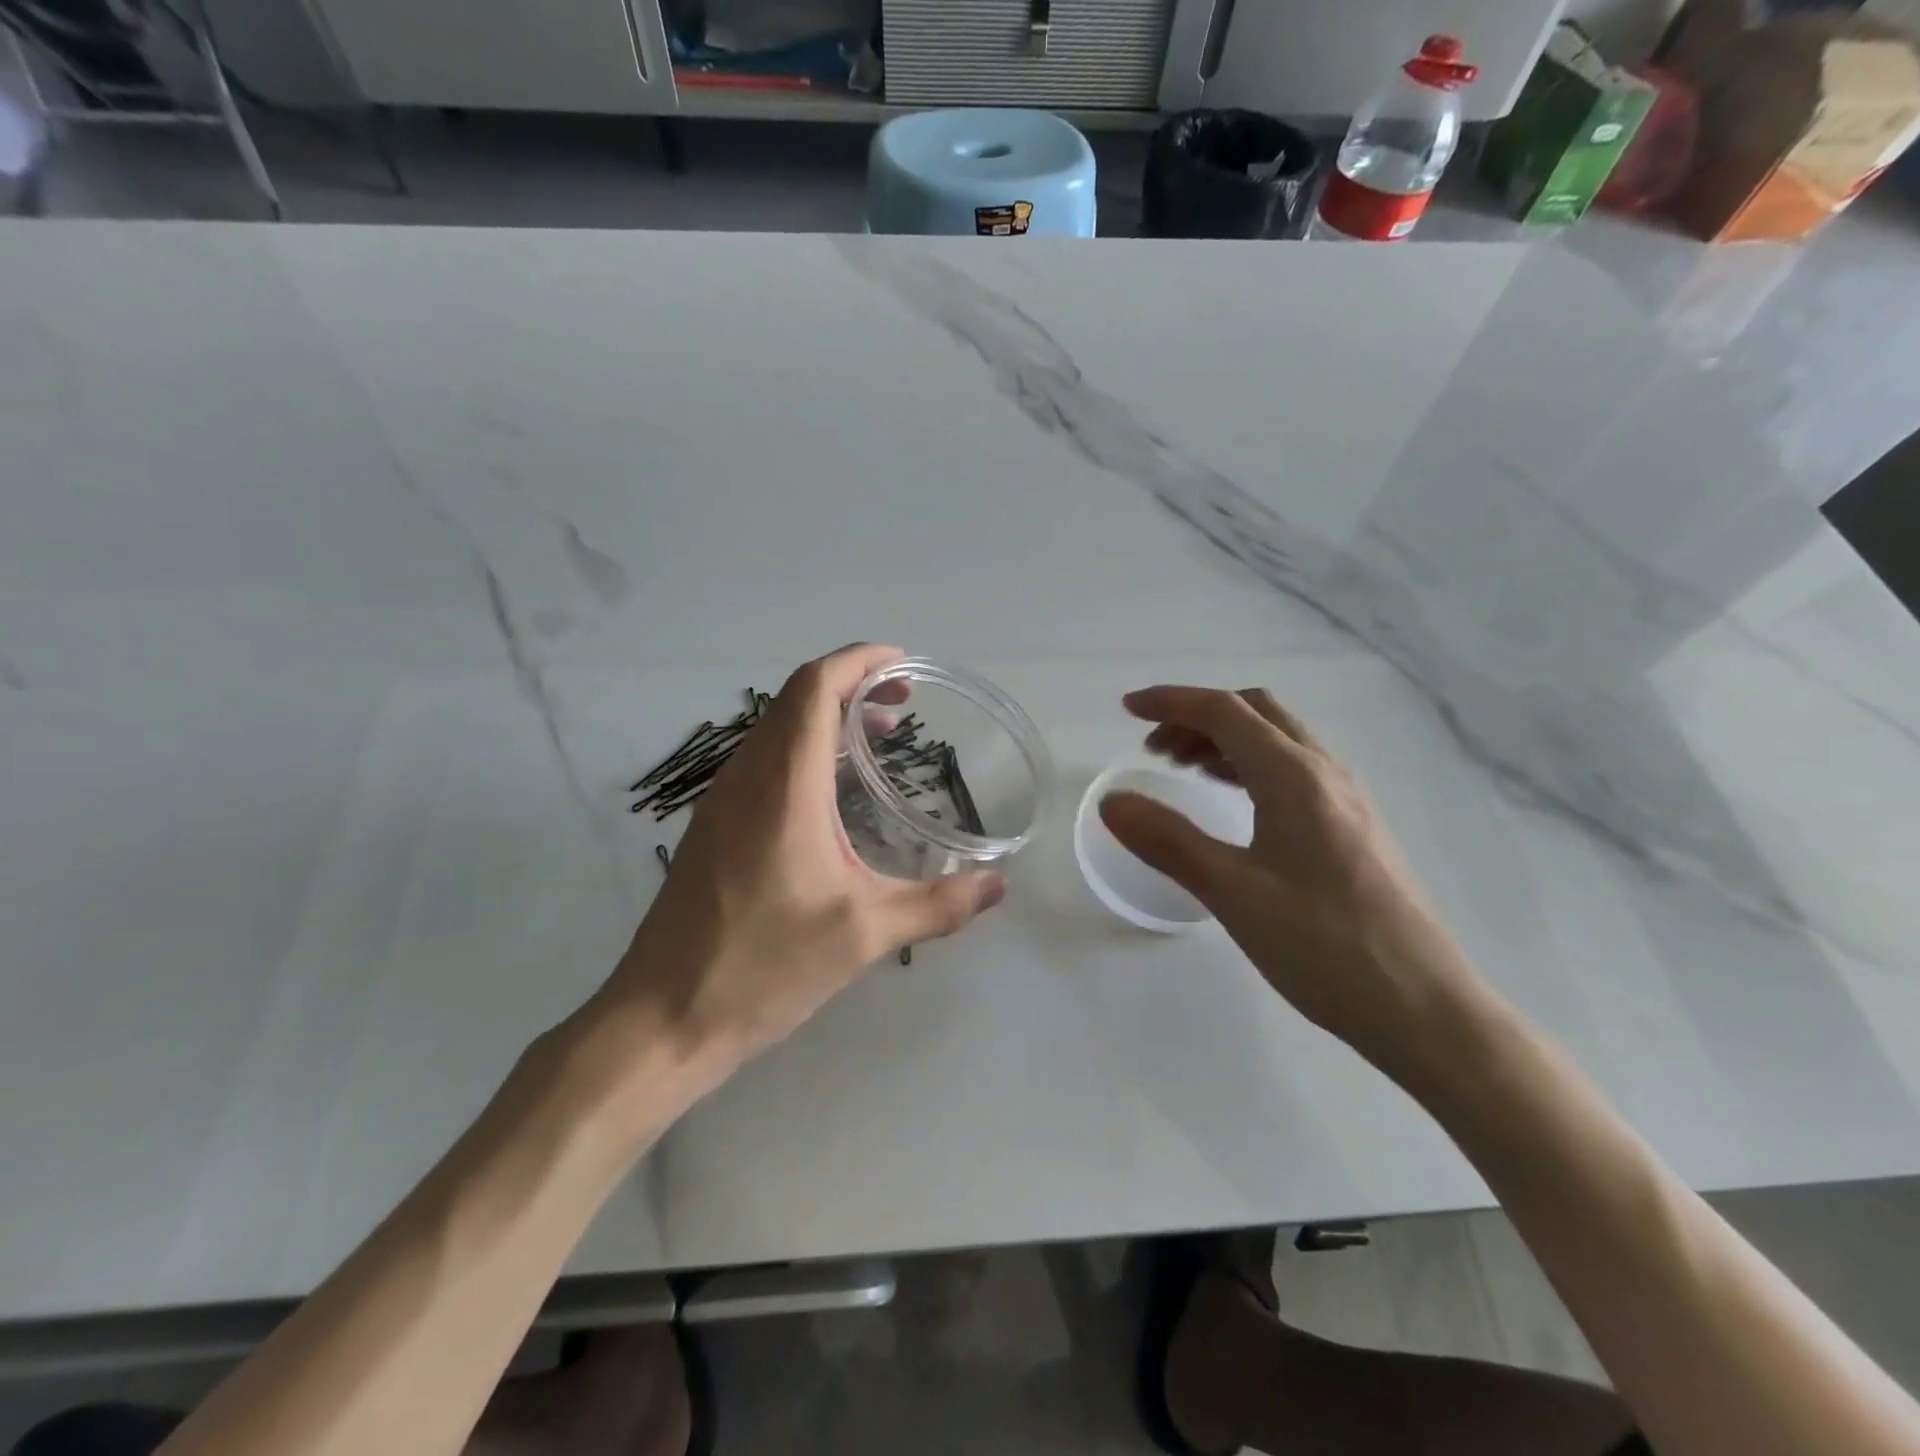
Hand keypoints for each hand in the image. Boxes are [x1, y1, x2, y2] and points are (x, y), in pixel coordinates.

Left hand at [594, 644, 1007, 1078]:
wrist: (663, 1018)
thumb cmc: (763, 966)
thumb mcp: (863, 935)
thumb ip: (938, 905)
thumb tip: (998, 885)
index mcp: (783, 785)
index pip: (815, 688)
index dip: (859, 661)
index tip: (903, 665)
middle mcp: (747, 777)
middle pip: (795, 699)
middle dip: (852, 686)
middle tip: (904, 703)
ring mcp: (722, 801)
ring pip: (776, 729)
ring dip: (827, 719)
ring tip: (878, 739)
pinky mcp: (713, 827)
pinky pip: (763, 761)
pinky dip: (805, 751)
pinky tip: (833, 794)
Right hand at [1099, 686, 1484, 1072]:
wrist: (1424, 1009)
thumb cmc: (1323, 945)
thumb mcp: (1232, 893)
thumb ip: (1168, 842)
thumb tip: (1112, 803)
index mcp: (1294, 777)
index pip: (1224, 712)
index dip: (1171, 702)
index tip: (1126, 709)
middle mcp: (1326, 774)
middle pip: (1257, 714)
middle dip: (1199, 718)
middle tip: (1154, 750)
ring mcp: (1347, 800)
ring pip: (1279, 742)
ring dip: (1226, 741)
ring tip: (1184, 772)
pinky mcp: (1355, 829)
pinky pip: (1296, 772)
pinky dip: (1252, 767)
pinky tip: (1236, 805)